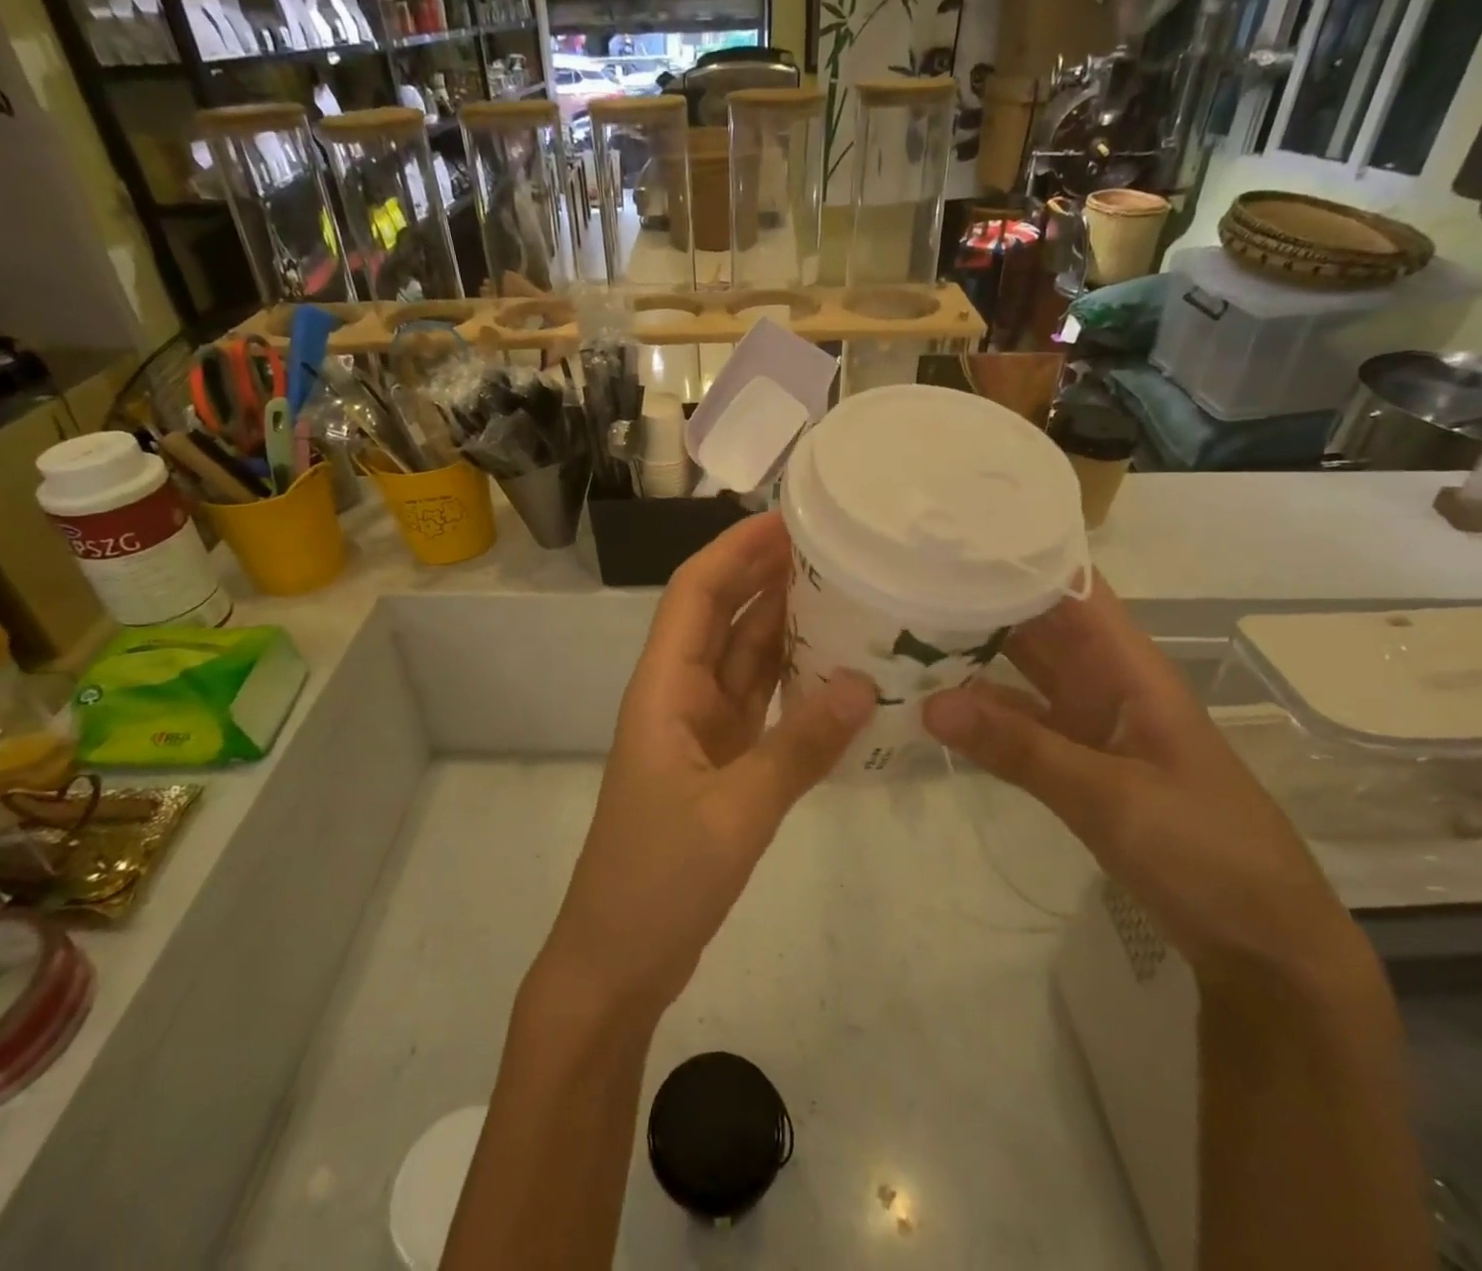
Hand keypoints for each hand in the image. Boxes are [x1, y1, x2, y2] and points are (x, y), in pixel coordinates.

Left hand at [540, 513, 875, 1018]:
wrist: (618, 961)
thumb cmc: (657, 881)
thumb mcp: (735, 813)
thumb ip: (799, 747)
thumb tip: (863, 682)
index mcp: (663, 688)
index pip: (695, 594)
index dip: (735, 551)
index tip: (788, 519)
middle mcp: (679, 695)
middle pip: (721, 616)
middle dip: (765, 575)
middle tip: (831, 545)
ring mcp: (700, 731)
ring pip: (744, 659)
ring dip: (782, 624)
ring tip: (842, 589)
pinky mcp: (721, 764)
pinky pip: (759, 703)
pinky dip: (792, 681)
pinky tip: (835, 667)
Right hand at [923, 576, 1370, 993]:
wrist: (1261, 942)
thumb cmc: (1207, 851)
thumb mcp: (1111, 796)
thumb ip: (1020, 748)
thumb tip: (929, 704)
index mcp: (1130, 668)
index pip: (1072, 588)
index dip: (1020, 557)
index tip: (950, 542)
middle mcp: (1105, 682)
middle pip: (1037, 624)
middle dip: (978, 602)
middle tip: (902, 584)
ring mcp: (1088, 723)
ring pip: (1021, 672)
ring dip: (972, 657)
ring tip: (900, 636)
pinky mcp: (1075, 763)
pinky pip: (1018, 724)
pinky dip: (980, 715)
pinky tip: (932, 709)